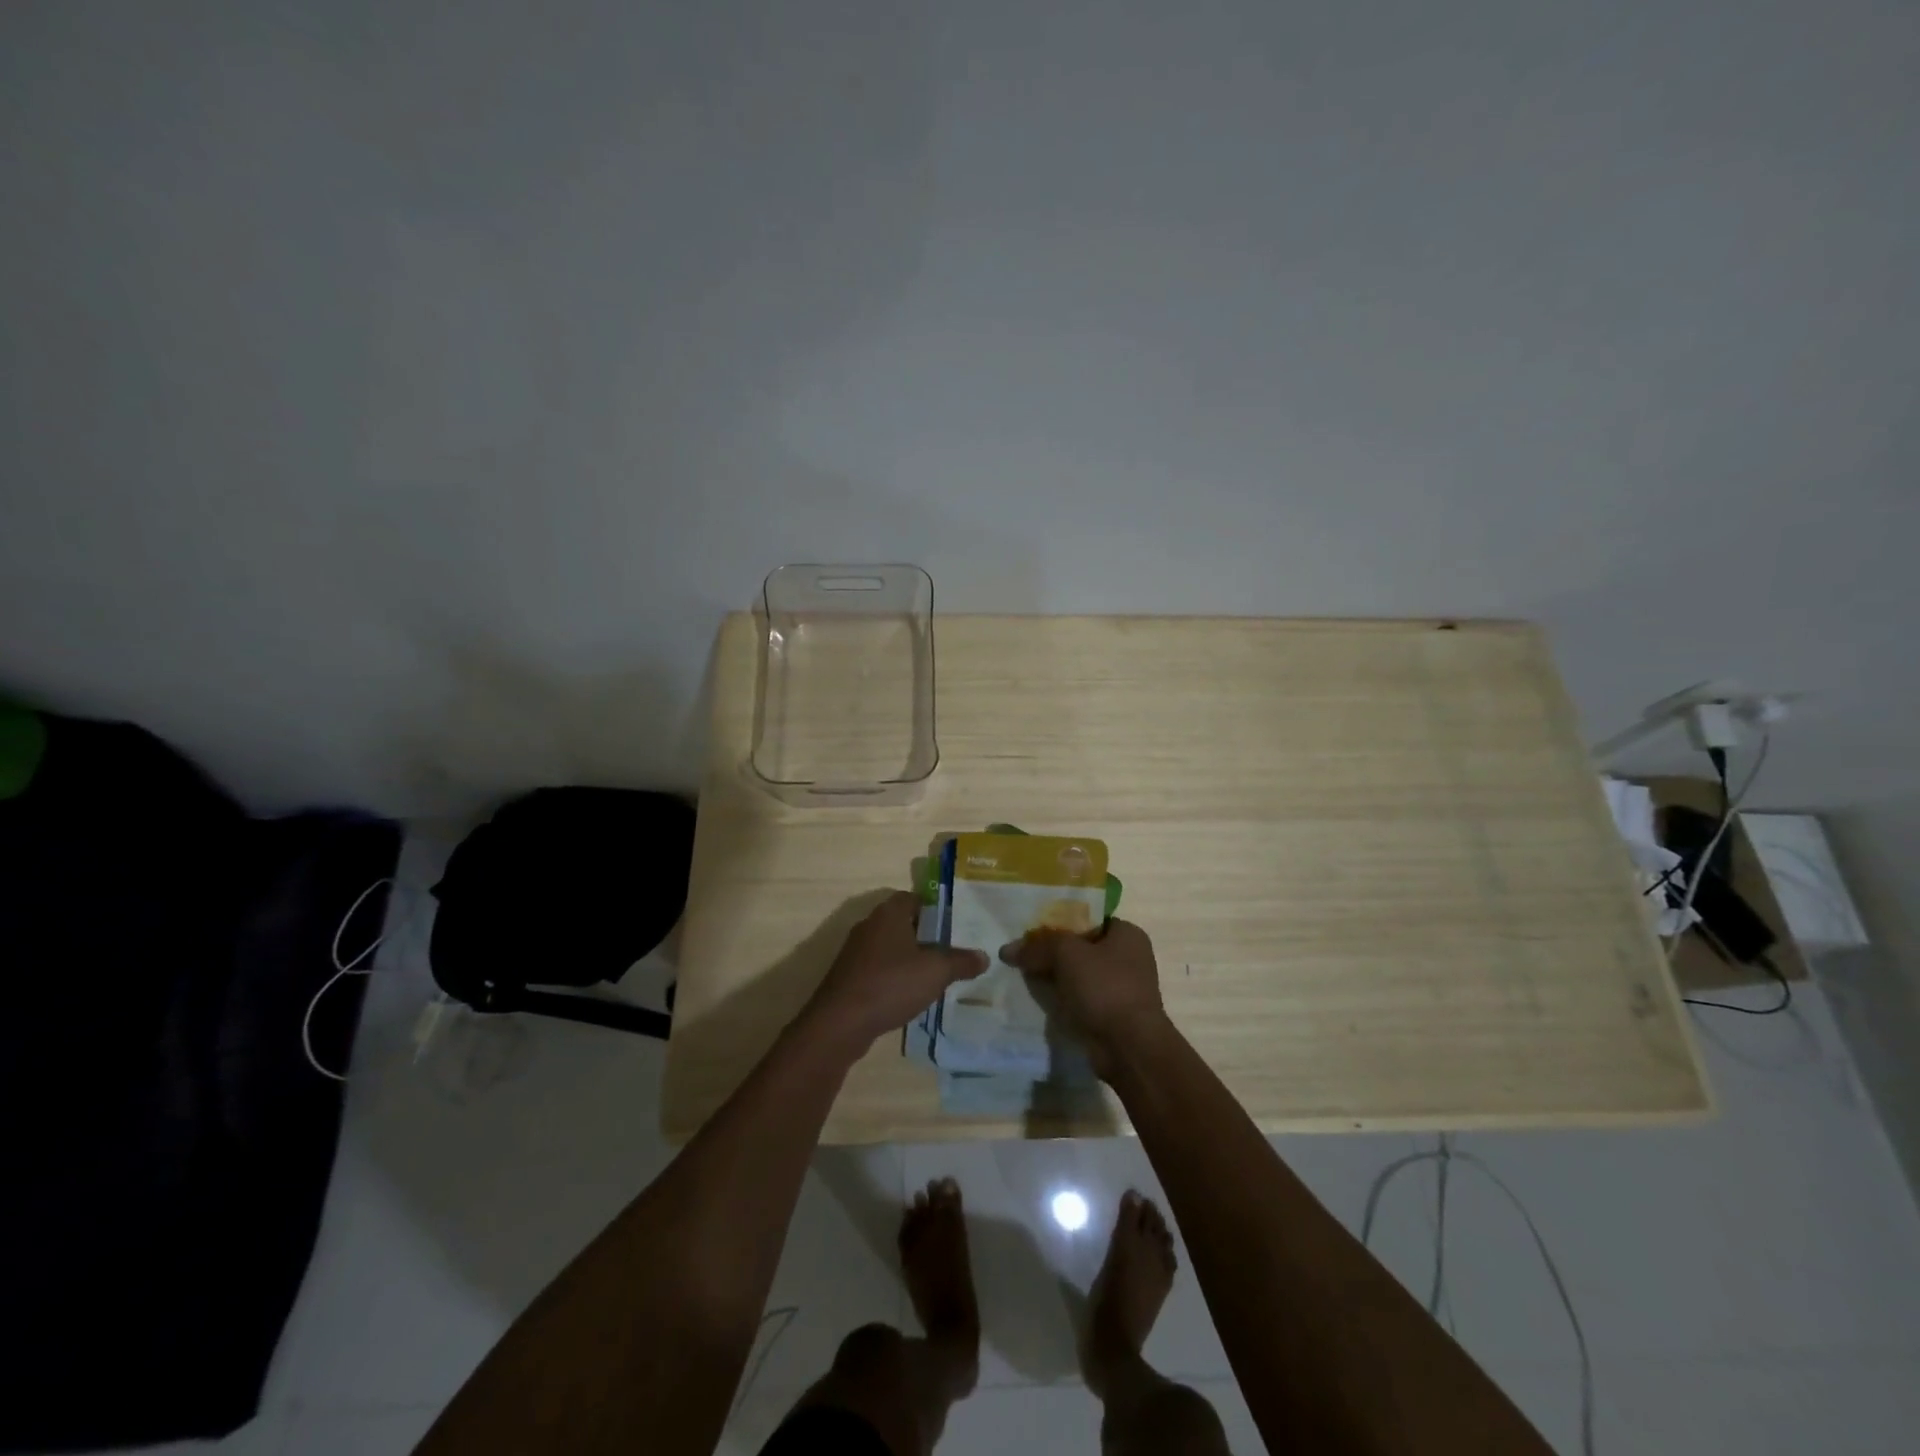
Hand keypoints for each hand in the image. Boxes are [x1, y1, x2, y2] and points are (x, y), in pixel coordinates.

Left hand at [801, 892, 987, 1057]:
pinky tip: (911, 994)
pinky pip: (879, 969)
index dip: (936, 908)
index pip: (915, 897)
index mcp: (889, 913)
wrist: (841, 1023)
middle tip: (953, 948)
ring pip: (891, 947)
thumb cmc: (891, 984)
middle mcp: (870, 925)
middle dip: (927, 935)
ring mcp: (856, 952)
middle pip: (903, 922)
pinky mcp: (850, 977)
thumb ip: (961, 961)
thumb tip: (984, 956)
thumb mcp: (936, 972)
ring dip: (910, 958)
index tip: (956, 922)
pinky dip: (895, 977)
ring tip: (937, 973)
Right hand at [1001, 918, 1169, 1076]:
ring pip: (1078, 974)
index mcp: (1127, 934)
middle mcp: (1128, 958)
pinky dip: (1062, 999)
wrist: (1128, 1047)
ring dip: (1055, 976)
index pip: (1088, 918)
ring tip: (1022, 974)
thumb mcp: (1066, 954)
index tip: (1031, 928)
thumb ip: (1038, 946)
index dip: (1059, 920)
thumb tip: (1007, 949)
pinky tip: (1037, 998)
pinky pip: (1080, 998)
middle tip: (1022, 952)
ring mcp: (1121, 988)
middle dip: (1052, 951)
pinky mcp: (1111, 1015)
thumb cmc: (1104, 987)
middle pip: (1081, 947)